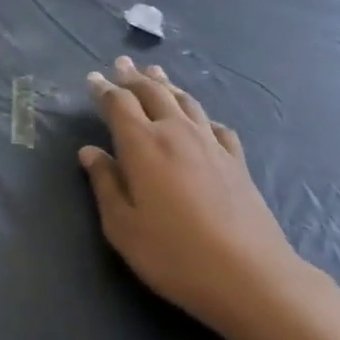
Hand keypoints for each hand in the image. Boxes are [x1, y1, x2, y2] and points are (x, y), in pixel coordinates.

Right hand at [79, 57, 309, 334]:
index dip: (104, 90)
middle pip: (153, 93)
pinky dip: (202, 116)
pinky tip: (202, 120)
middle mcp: (177, 133)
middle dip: (134, 78)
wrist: (249, 275)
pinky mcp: (237, 161)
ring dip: (167, 86)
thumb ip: (105, 184)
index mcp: (143, 145)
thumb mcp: (123, 226)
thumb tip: (90, 152)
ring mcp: (211, 145)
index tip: (92, 78)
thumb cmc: (173, 254)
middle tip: (121, 64)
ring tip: (156, 74)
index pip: (118, 105)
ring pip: (186, 102)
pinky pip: (215, 125)